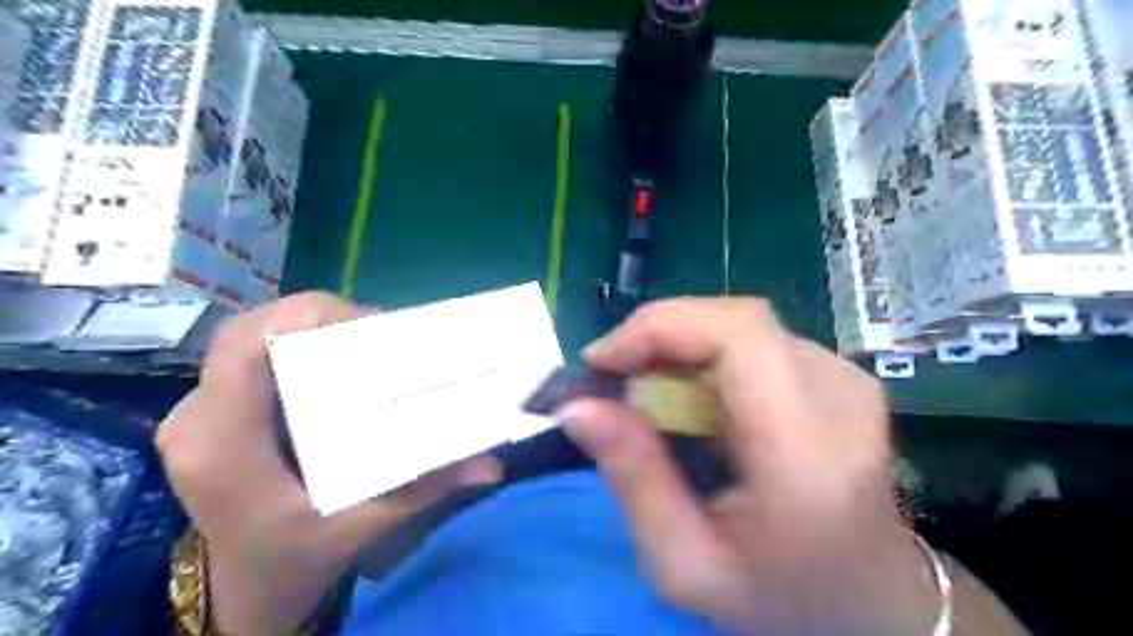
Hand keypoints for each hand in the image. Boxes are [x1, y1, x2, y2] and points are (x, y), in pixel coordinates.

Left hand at [157, 293, 499, 635]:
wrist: (245, 590)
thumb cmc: (295, 560)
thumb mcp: (363, 526)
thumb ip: (424, 489)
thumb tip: (492, 465)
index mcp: (223, 444)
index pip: (246, 347)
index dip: (304, 317)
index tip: (369, 325)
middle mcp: (196, 419)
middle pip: (247, 332)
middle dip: (314, 318)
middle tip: (376, 332)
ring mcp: (195, 415)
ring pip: (245, 340)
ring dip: (303, 329)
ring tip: (361, 341)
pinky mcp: (209, 415)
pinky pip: (246, 358)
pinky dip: (291, 346)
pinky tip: (332, 361)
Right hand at [558, 297, 939, 635]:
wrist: (873, 604)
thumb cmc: (781, 599)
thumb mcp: (686, 565)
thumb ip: (632, 480)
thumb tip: (577, 406)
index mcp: (805, 451)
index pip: (737, 336)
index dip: (659, 327)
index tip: (601, 360)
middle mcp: (838, 397)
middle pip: (734, 321)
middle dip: (658, 335)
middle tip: (613, 378)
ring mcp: (847, 380)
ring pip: (740, 326)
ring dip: (680, 347)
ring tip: (648, 394)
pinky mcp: (841, 376)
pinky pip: (756, 342)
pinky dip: (707, 357)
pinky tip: (692, 399)